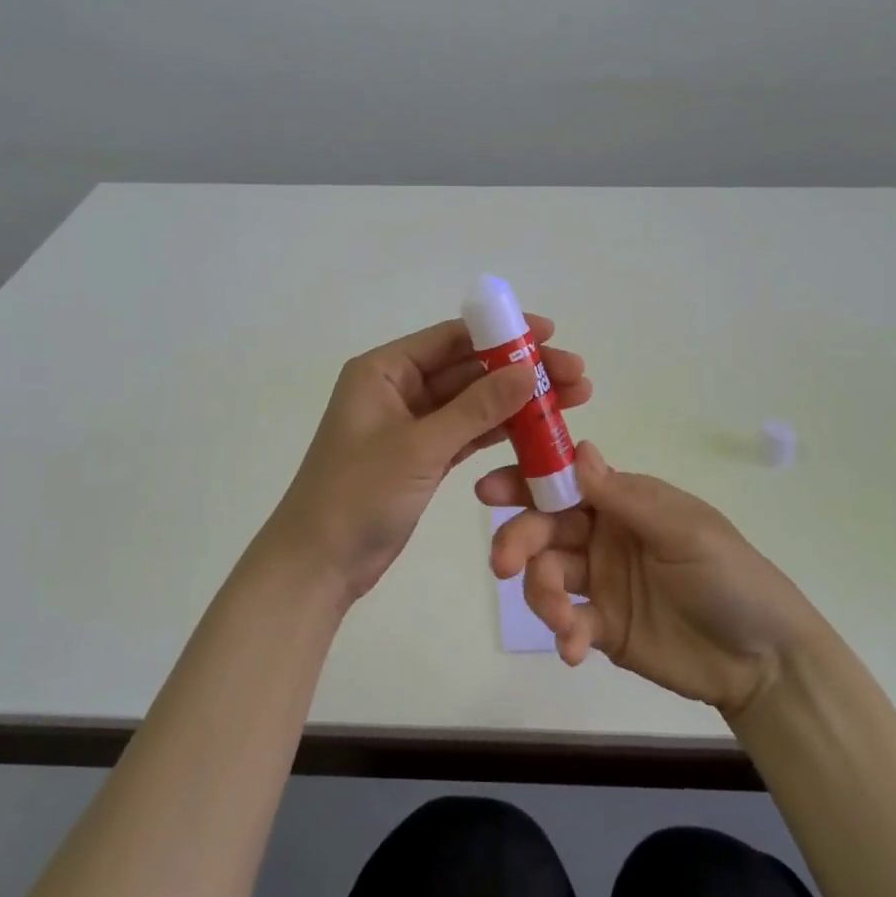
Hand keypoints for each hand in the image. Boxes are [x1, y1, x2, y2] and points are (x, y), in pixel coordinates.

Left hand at [263, 315, 590, 604]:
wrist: (318, 563)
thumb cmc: (358, 494)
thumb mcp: (420, 447)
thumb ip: (476, 408)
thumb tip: (528, 370)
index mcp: (383, 370)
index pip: (451, 338)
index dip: (503, 333)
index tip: (551, 334)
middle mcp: (398, 389)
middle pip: (468, 370)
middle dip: (520, 371)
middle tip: (576, 375)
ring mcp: (412, 425)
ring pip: (473, 403)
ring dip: (517, 402)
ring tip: (572, 400)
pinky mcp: (423, 458)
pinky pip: (468, 434)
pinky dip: (500, 432)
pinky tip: (539, 430)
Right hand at [477, 442, 812, 717]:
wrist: (765, 660)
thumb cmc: (730, 577)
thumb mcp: (684, 531)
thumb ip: (625, 498)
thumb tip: (578, 450)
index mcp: (623, 502)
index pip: (564, 482)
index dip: (524, 482)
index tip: (489, 491)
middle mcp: (604, 536)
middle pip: (545, 529)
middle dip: (520, 541)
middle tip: (505, 564)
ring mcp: (601, 583)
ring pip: (548, 575)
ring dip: (542, 593)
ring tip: (563, 618)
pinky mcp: (603, 628)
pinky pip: (568, 623)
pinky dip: (563, 634)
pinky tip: (574, 649)